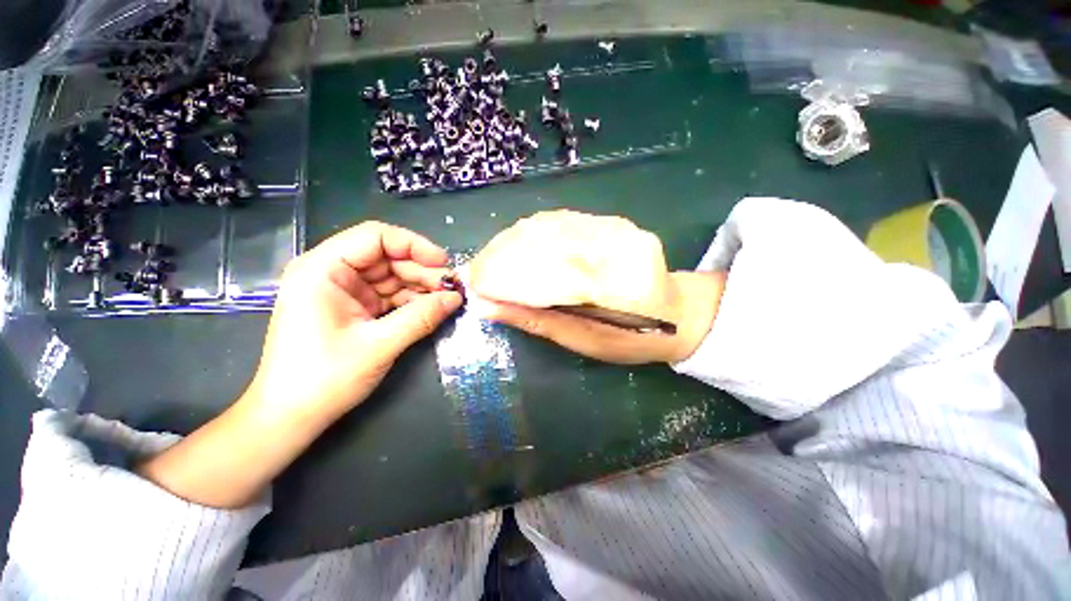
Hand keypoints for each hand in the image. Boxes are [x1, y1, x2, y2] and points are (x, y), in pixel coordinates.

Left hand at [139, 222, 461, 507]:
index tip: (443, 263)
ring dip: (421, 286)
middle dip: (422, 270)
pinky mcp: (354, 308)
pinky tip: (432, 308)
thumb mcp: (379, 345)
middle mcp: (332, 272)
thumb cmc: (323, 379)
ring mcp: (344, 291)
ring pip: (392, 276)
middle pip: (387, 256)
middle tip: (452, 287)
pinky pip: (390, 295)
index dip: (414, 245)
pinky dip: (412, 300)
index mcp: (323, 269)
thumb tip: (456, 298)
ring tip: (448, 299)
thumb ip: (421, 317)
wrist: (290, 417)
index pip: (375, 236)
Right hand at [469, 210, 724, 363]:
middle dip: (503, 255)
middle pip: (547, 243)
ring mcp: (616, 228)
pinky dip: (532, 232)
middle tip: (476, 272)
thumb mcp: (584, 340)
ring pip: (551, 227)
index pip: (549, 273)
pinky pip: (562, 222)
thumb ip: (538, 320)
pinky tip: (514, 244)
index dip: (507, 277)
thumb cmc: (631, 337)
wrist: (675, 310)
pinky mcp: (611, 222)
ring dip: (513, 242)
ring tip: (489, 258)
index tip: (475, 285)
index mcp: (618, 285)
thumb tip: (488, 306)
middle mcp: (618, 247)